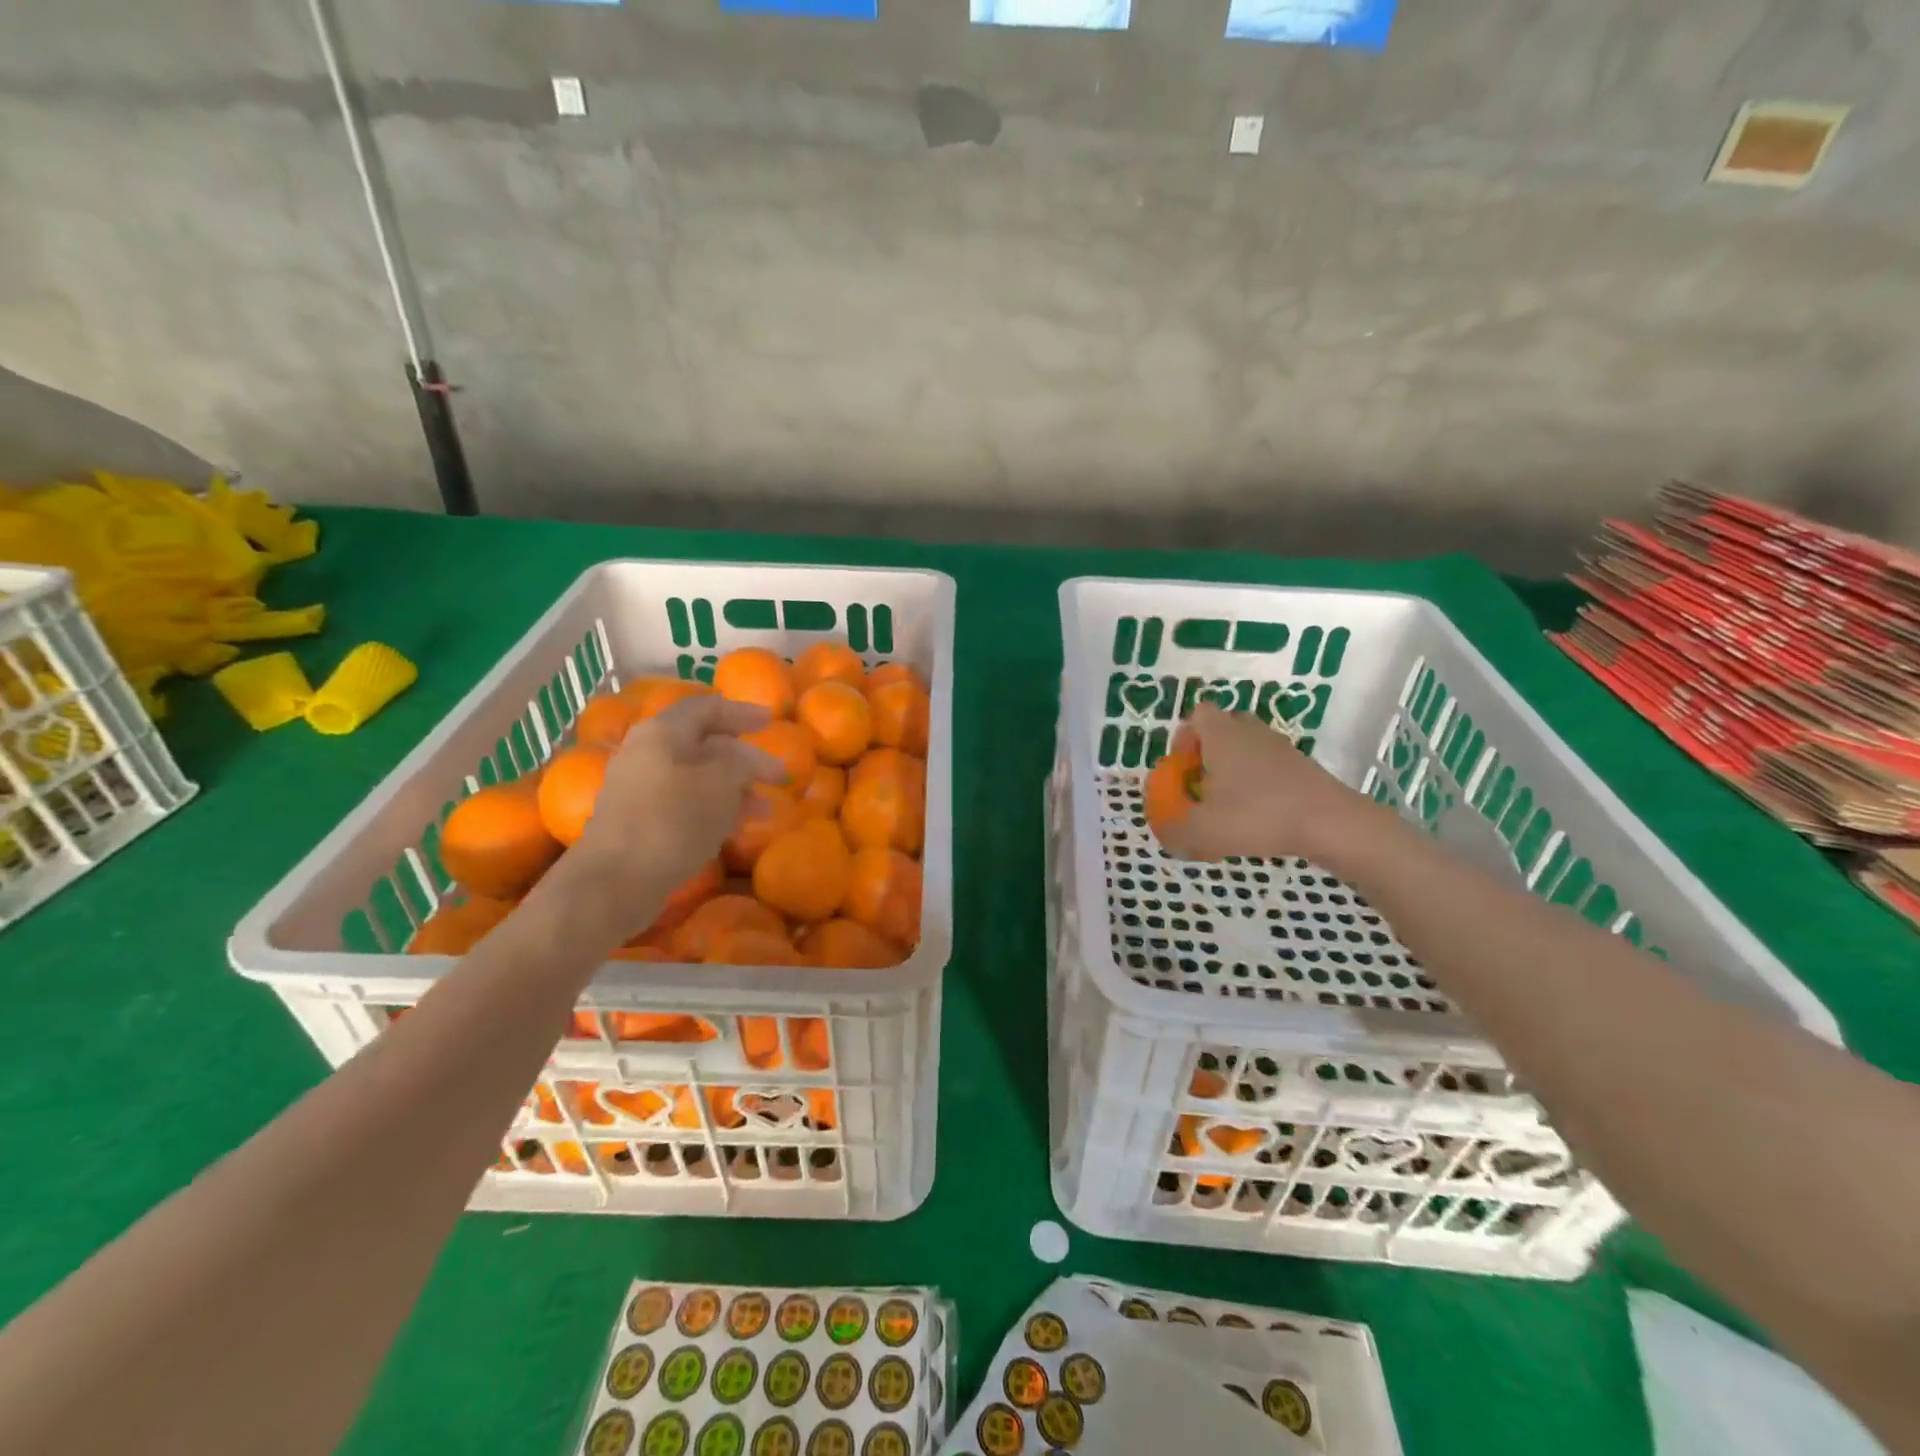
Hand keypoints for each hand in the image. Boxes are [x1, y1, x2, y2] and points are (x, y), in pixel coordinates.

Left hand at [567, 694, 784, 906]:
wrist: (615, 881)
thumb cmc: (673, 820)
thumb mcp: (721, 782)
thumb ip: (743, 762)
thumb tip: (750, 759)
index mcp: (663, 732)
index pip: (706, 708)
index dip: (742, 711)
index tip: (772, 720)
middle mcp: (647, 753)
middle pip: (704, 744)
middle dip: (744, 757)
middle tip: (777, 773)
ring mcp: (640, 789)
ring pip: (698, 777)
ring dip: (735, 788)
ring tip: (766, 807)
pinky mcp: (640, 821)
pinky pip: (686, 803)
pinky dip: (716, 808)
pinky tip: (738, 825)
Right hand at [1154, 703, 1383, 864]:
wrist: (1330, 822)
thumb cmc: (1257, 816)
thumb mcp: (1202, 831)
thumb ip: (1173, 831)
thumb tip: (1164, 832)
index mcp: (1221, 735)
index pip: (1197, 715)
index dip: (1183, 738)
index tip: (1181, 768)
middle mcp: (1249, 731)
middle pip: (1223, 728)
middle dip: (1208, 753)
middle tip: (1202, 784)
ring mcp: (1280, 746)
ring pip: (1248, 747)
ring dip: (1234, 770)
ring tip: (1229, 805)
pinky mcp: (1302, 766)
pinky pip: (1269, 766)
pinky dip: (1259, 784)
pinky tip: (1258, 816)